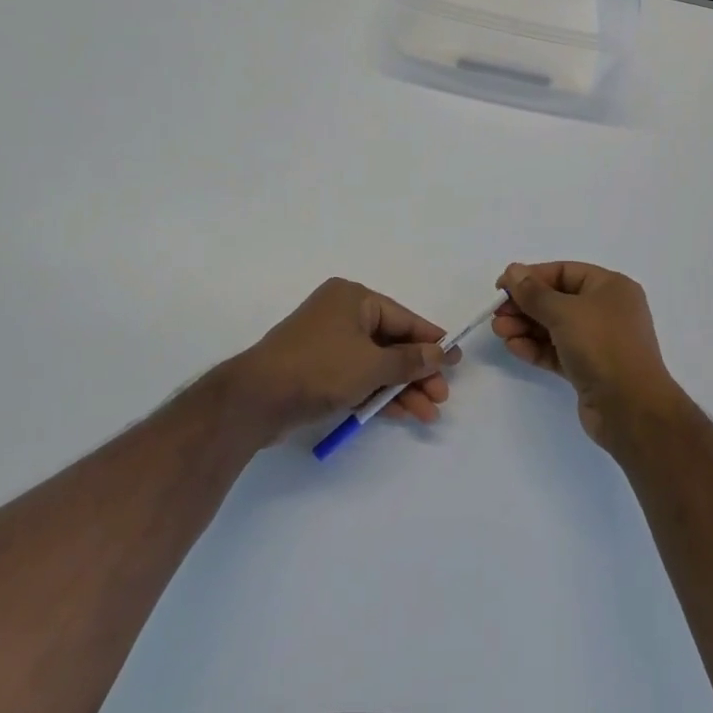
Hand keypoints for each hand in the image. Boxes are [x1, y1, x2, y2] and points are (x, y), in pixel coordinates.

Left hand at [232, 278, 461, 441]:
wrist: (256, 399)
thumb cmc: (319, 368)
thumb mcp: (371, 365)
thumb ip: (409, 361)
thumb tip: (440, 352)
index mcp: (354, 298)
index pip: (403, 318)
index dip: (431, 340)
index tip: (456, 359)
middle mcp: (342, 315)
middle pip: (392, 343)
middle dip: (417, 371)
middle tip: (442, 396)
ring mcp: (329, 343)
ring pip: (376, 364)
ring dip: (402, 388)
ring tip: (429, 414)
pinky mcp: (319, 370)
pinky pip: (359, 377)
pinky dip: (378, 393)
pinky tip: (403, 413)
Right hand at [494, 262, 677, 445]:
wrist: (631, 409)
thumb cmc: (602, 346)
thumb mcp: (564, 312)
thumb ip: (534, 292)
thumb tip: (513, 270)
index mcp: (610, 287)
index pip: (564, 272)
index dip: (531, 277)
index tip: (501, 287)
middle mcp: (607, 310)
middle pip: (557, 300)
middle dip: (525, 306)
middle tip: (497, 314)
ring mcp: (599, 341)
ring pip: (555, 327)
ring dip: (526, 327)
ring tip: (499, 332)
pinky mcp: (590, 369)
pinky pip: (558, 351)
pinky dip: (536, 348)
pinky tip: (513, 347)